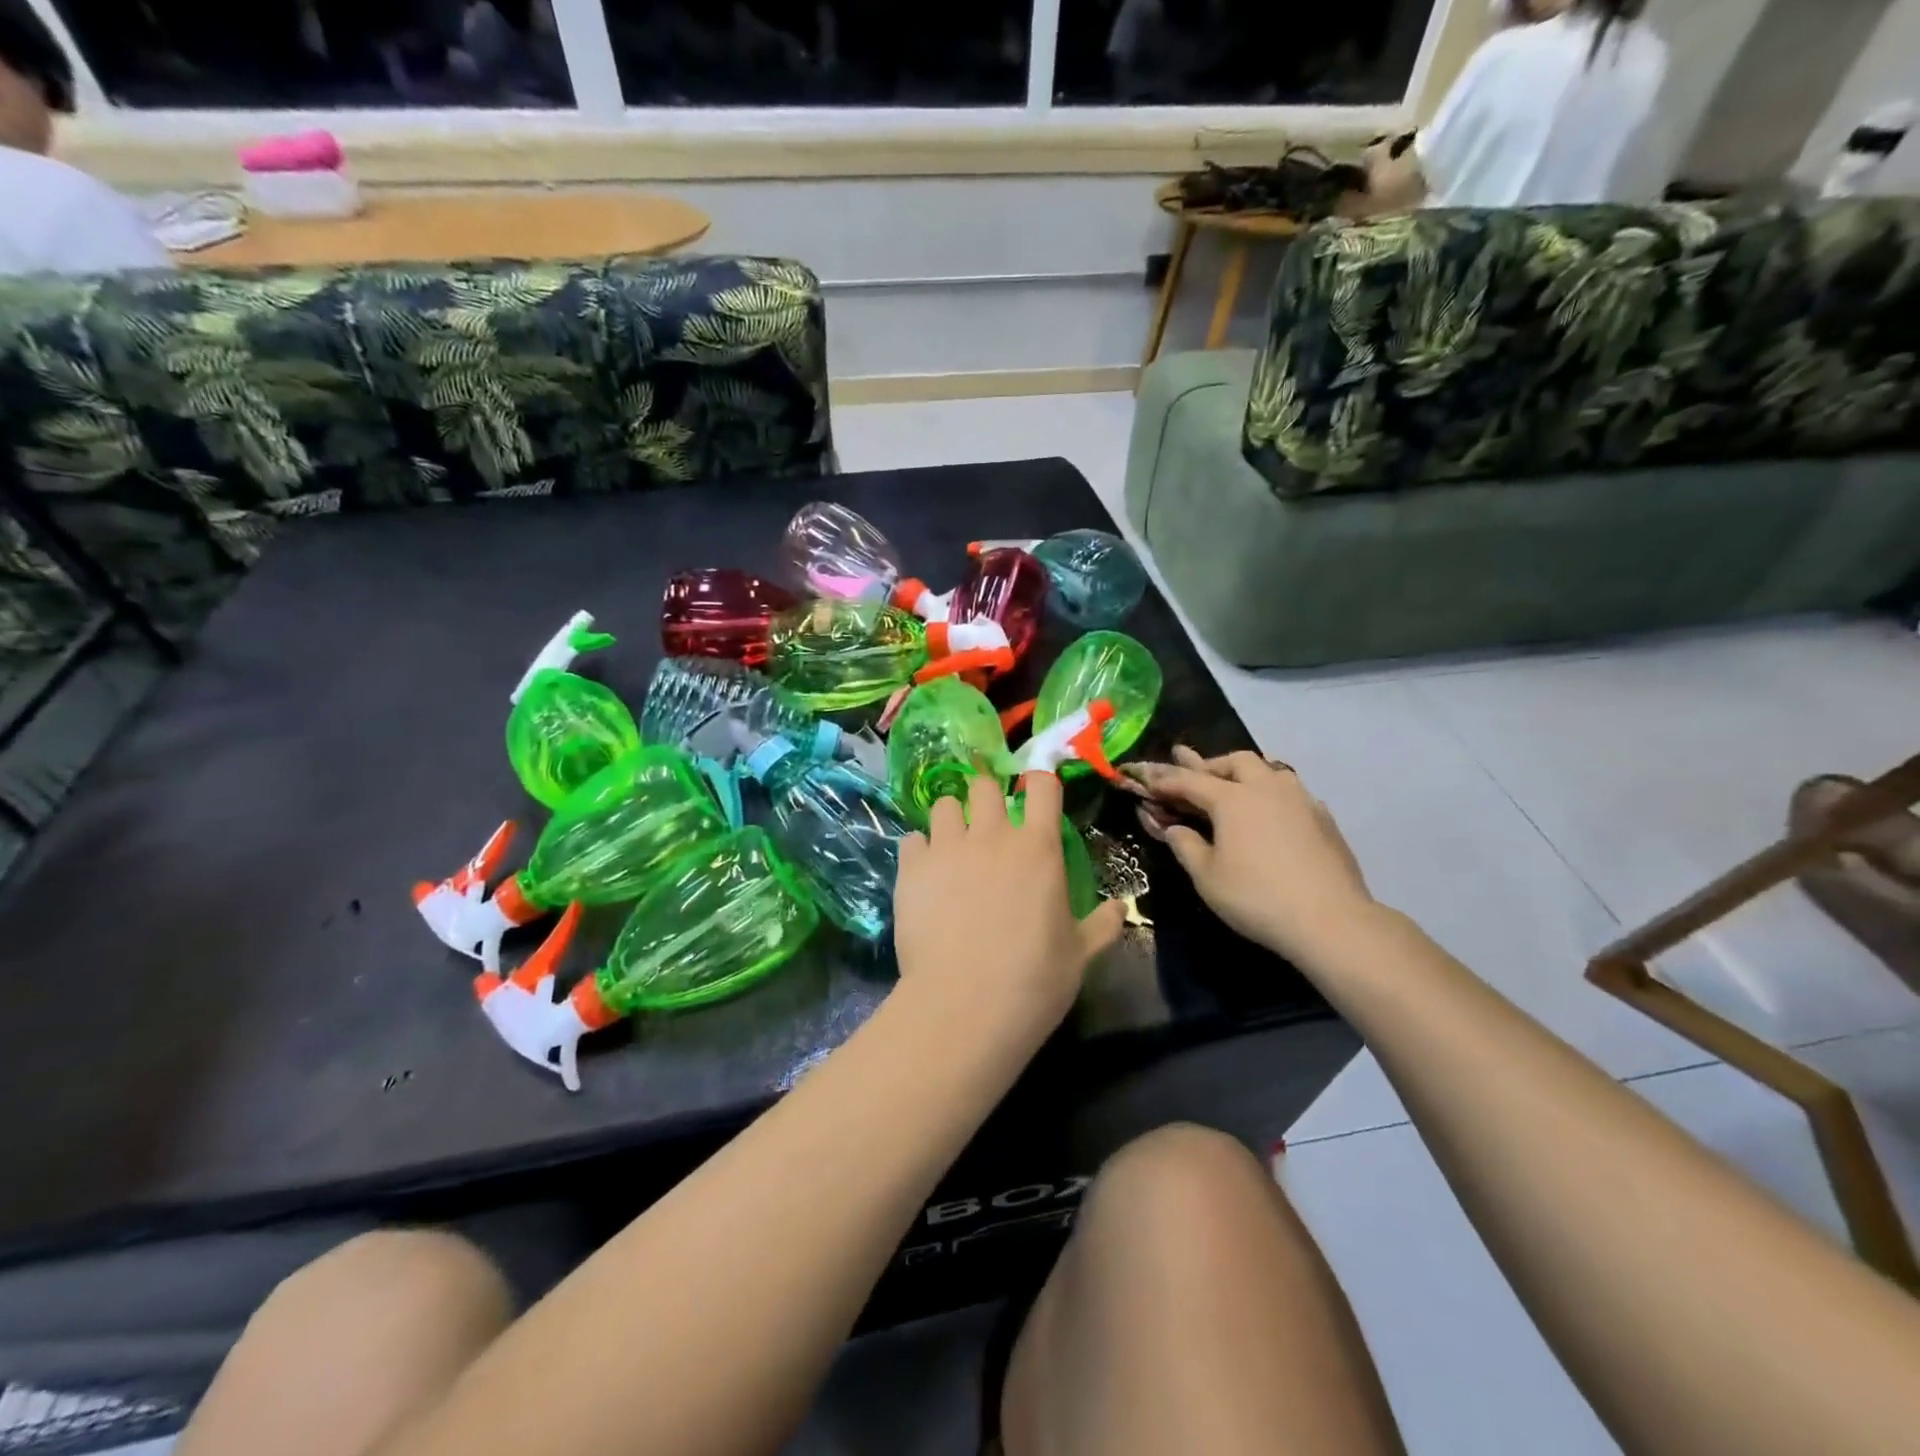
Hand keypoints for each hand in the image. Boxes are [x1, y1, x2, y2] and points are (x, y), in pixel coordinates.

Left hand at [893, 773, 1125, 1032]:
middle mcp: (992, 836)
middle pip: (984, 786)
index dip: (1040, 786)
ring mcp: (948, 849)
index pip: (1042, 788)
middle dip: (986, 798)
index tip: (1038, 798)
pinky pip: (912, 839)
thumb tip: (1121, 908)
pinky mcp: (912, 869)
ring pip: (943, 804)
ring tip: (952, 846)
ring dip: (950, 819)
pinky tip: (924, 875)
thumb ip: (1102, 925)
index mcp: (1038, 849)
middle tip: (988, 827)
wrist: (964, 1007)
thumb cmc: (1033, 981)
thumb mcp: (1079, 955)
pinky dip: (919, 850)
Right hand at [1128, 747, 1373, 967]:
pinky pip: (1291, 792)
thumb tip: (1173, 827)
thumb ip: (1184, 845)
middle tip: (1192, 774)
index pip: (1189, 780)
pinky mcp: (1323, 819)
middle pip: (1235, 761)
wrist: (1330, 920)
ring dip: (1245, 773)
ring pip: (1269, 770)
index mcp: (1232, 798)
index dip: (1163, 778)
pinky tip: (1271, 814)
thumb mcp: (1206, 876)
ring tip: (1234, 785)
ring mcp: (1300, 800)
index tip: (1144, 776)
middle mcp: (1267, 788)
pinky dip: (1271, 794)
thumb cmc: (1256, 897)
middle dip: (1209, 765)